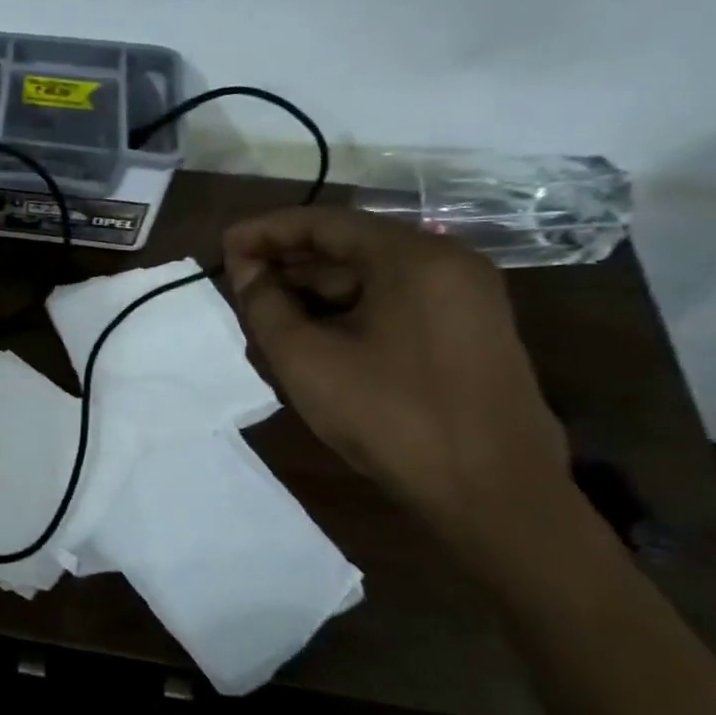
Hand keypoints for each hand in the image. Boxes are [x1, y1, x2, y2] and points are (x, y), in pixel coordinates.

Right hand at [223, 207, 570, 553]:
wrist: (492, 491)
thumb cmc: (390, 416)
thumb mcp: (306, 359)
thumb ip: (265, 305)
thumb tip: (246, 270)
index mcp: (413, 257)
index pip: (324, 222)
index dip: (266, 231)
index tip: (223, 246)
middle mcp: (446, 262)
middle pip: (350, 245)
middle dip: (289, 262)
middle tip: (239, 283)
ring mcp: (464, 297)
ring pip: (370, 276)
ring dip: (315, 290)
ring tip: (265, 313)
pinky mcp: (467, 330)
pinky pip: (393, 301)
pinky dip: (347, 309)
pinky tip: (311, 334)